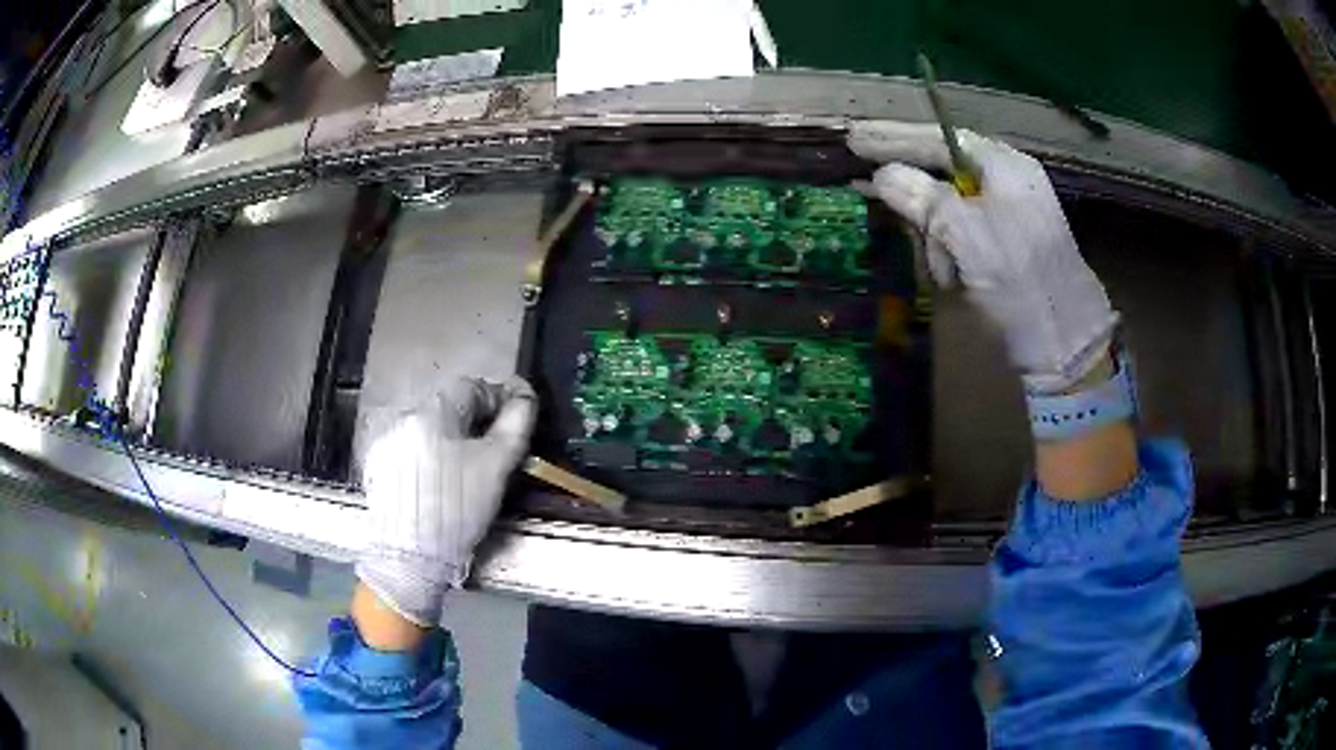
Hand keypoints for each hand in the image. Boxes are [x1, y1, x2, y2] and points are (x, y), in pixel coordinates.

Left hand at [356, 377, 535, 627]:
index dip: (500, 398)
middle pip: (448, 407)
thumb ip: (515, 425)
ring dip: (451, 438)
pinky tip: (439, 481)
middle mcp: (403, 416)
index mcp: (432, 409)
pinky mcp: (377, 467)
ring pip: (429, 429)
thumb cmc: (457, 507)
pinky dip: (429, 456)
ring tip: (468, 465)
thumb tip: (525, 399)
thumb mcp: (496, 466)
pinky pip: (411, 449)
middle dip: (475, 421)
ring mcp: (386, 442)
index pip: (473, 386)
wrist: (409, 556)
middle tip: (497, 445)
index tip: (518, 415)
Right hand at [848, 121, 1117, 392]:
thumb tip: (881, 176)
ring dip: (932, 228)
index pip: (941, 138)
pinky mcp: (1008, 247)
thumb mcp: (968, 235)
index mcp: (1005, 168)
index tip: (855, 141)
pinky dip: (946, 248)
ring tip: (926, 250)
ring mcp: (1011, 216)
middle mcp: (1009, 183)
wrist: (1067, 347)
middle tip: (865, 174)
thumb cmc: (1021, 283)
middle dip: (913, 184)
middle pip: (945, 169)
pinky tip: (942, 266)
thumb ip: (923, 199)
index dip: (895, 138)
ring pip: (951, 205)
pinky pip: (963, 233)